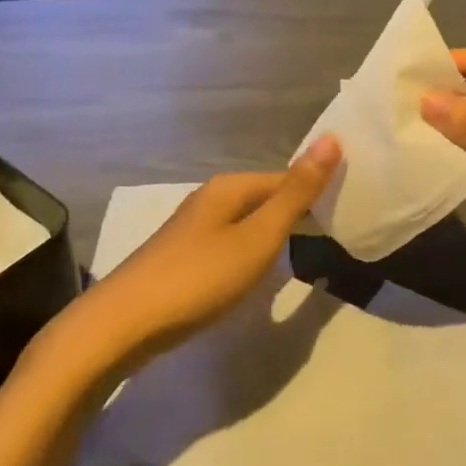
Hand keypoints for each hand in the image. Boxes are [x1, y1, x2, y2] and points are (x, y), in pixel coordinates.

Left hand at [61, 137, 341, 365]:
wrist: (119, 327)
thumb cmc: (198, 278)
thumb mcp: (258, 237)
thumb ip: (296, 193)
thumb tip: (332, 138)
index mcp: (230, 187)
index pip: (287, 177)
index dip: (317, 189)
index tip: (346, 210)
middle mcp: (210, 198)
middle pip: (265, 196)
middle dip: (297, 210)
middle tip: (334, 233)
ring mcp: (192, 228)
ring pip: (247, 220)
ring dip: (274, 232)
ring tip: (304, 253)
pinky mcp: (181, 257)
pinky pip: (230, 242)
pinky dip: (251, 251)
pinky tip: (256, 272)